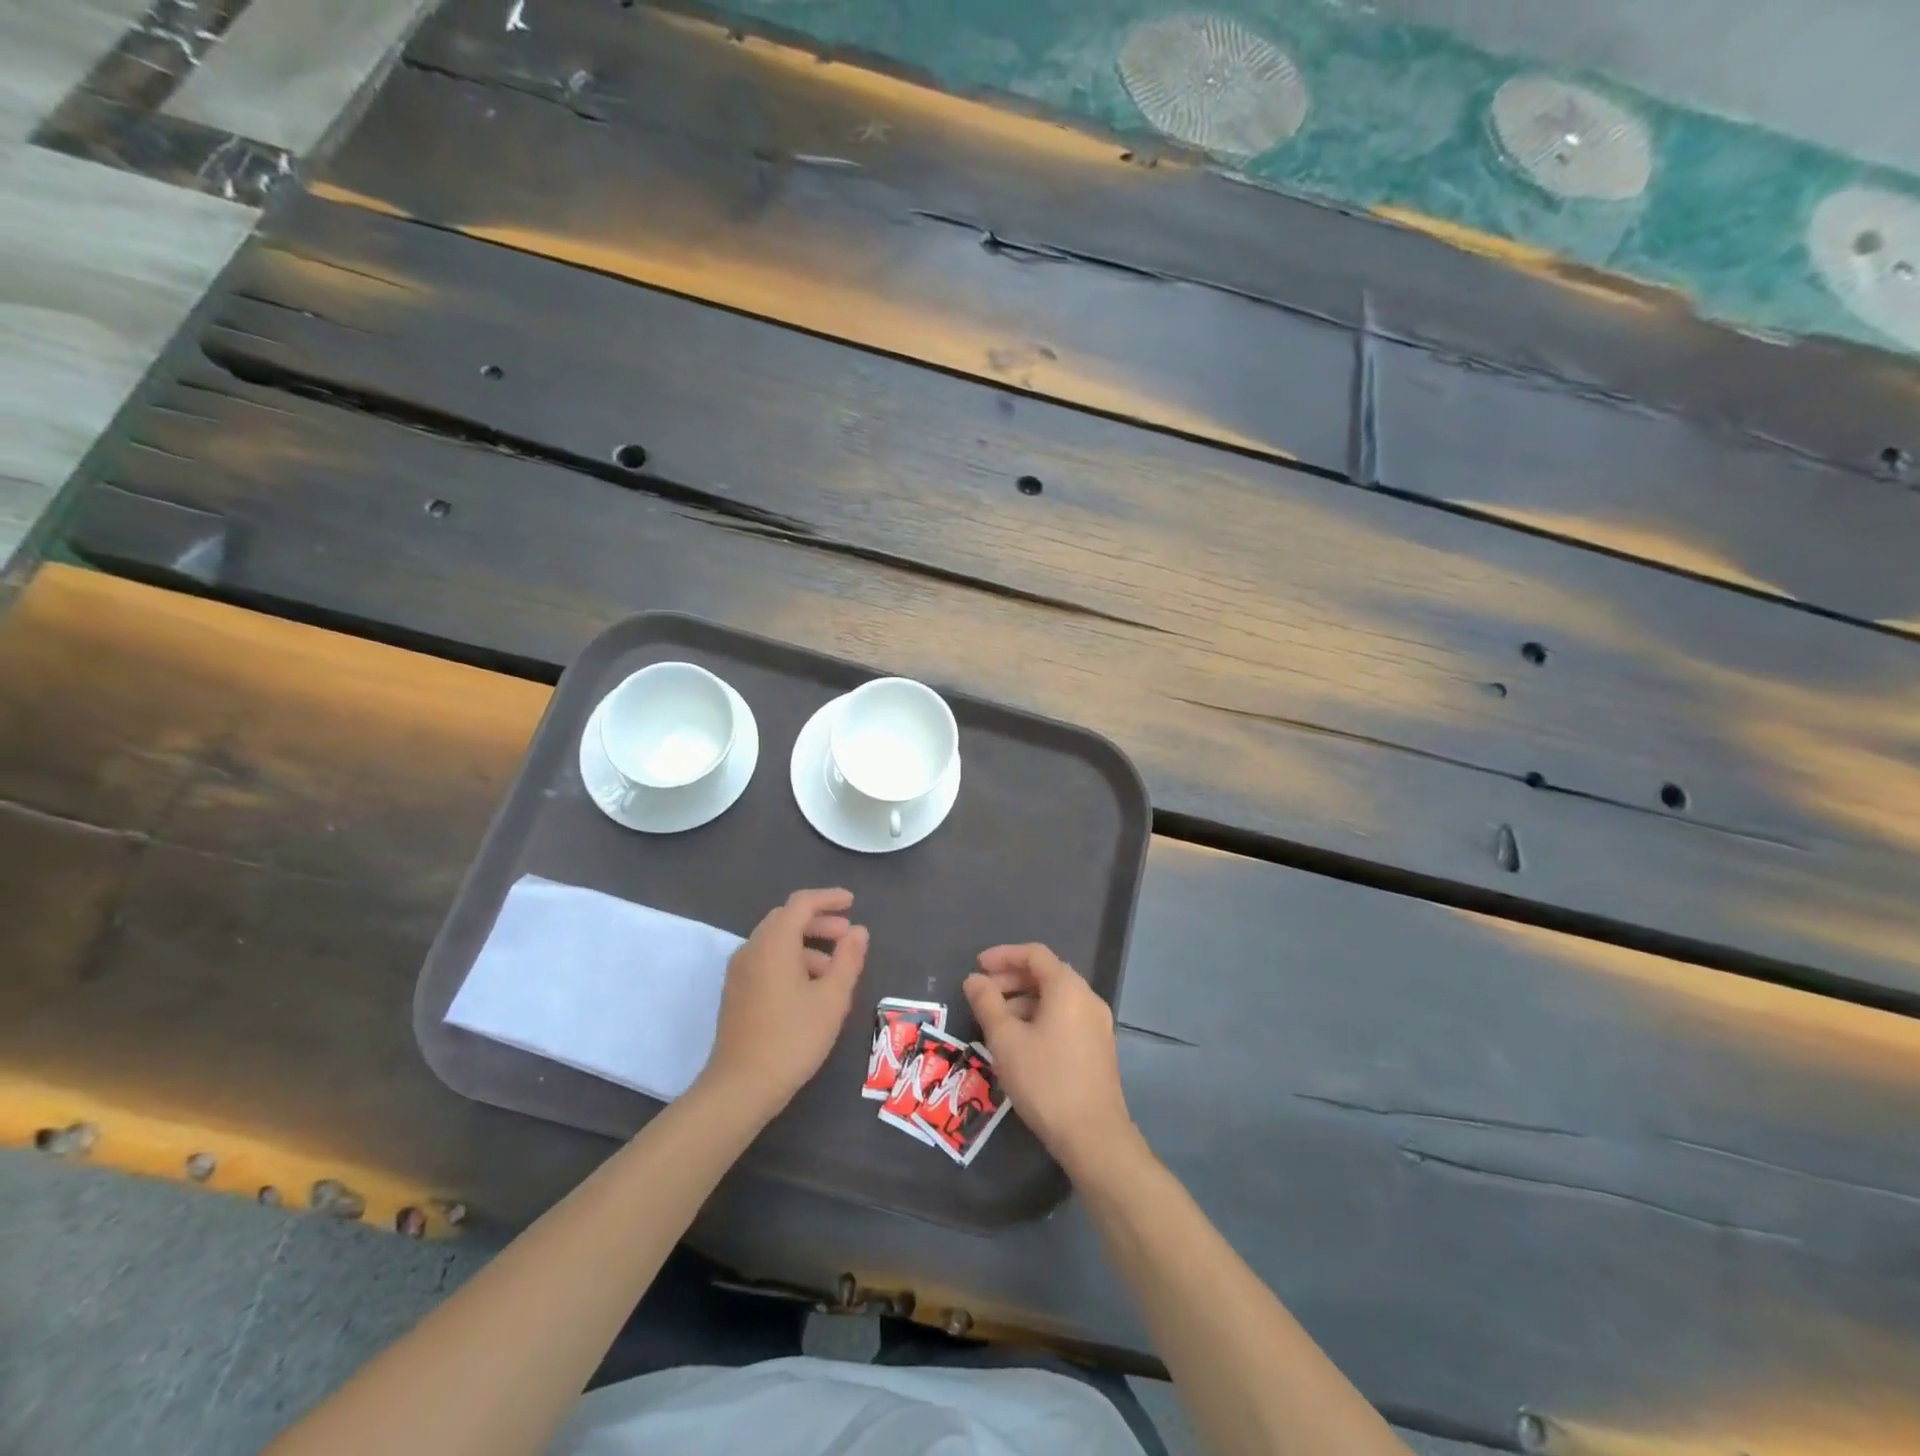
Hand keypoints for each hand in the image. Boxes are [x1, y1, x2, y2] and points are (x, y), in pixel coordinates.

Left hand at [698, 888, 868, 1120]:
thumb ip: (848, 959)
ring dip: (806, 944)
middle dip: (818, 921)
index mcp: (774, 943)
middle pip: (786, 919)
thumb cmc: (793, 1038)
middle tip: (847, 935)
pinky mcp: (736, 992)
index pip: (801, 903)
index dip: (828, 898)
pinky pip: (766, 960)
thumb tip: (858, 931)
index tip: (852, 902)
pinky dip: (790, 960)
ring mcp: (739, 971)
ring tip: (834, 969)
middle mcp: (752, 949)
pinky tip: (809, 988)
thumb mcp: (832, 998)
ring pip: (775, 941)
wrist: (741, 1086)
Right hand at [964, 943, 1133, 1173]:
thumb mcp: (1006, 1040)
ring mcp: (1097, 1023)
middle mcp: (1087, 998)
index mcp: (1068, 988)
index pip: (1034, 954)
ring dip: (1024, 999)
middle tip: (983, 994)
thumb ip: (987, 1003)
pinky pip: (1066, 1016)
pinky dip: (1041, 1016)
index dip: (1003, 955)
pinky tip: (1021, 1041)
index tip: (977, 966)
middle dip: (1012, 978)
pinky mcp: (1099, 1046)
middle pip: (1047, 973)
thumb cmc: (1045, 1081)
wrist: (1093, 1136)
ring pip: (1056, 997)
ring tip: (997, 1021)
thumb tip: (974, 979)